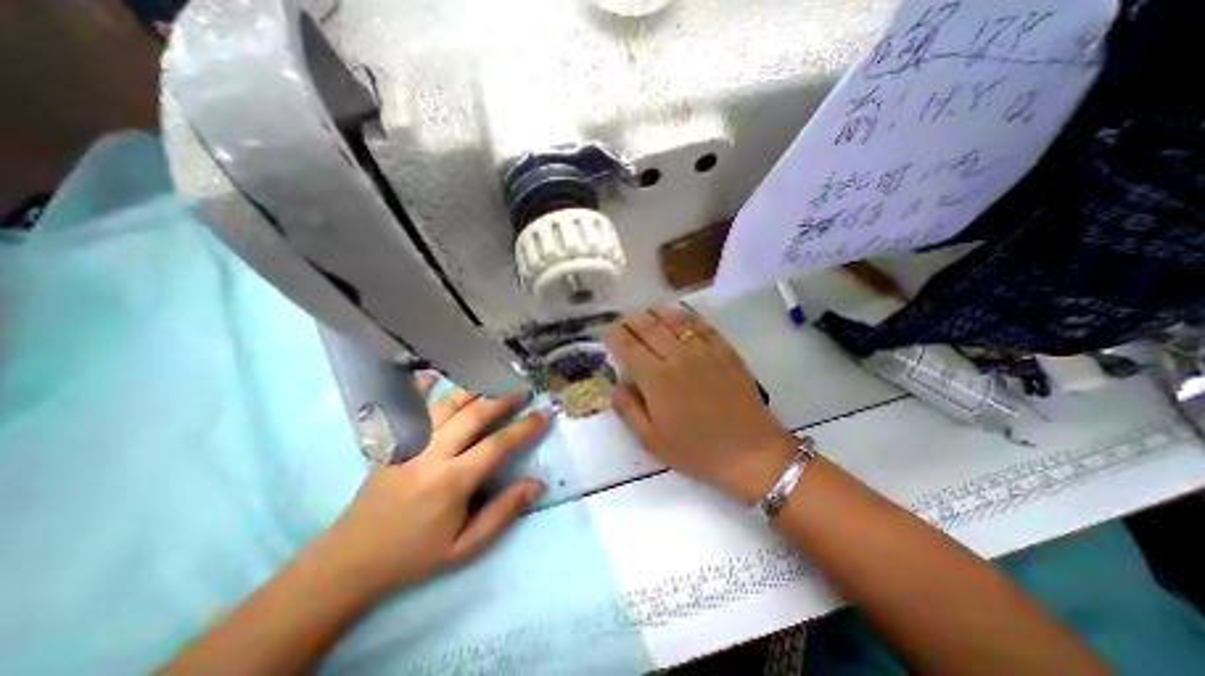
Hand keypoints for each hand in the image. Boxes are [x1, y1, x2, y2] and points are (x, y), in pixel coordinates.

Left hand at [316, 375, 550, 595]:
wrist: (350, 562)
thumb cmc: (415, 555)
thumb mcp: (465, 547)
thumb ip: (502, 513)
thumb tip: (537, 484)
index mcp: (452, 482)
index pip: (498, 445)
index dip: (525, 427)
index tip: (544, 414)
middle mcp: (431, 455)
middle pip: (474, 415)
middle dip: (503, 399)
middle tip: (524, 390)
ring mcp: (409, 444)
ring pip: (447, 404)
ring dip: (475, 389)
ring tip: (495, 380)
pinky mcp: (393, 442)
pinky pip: (408, 407)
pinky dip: (420, 387)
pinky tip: (434, 373)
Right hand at [608, 309, 798, 503]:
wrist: (752, 453)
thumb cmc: (699, 452)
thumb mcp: (654, 442)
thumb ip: (629, 410)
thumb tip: (616, 386)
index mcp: (657, 379)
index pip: (629, 347)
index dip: (615, 337)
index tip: (609, 333)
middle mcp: (678, 357)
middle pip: (648, 328)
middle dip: (631, 321)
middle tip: (624, 321)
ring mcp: (704, 350)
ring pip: (674, 320)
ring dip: (655, 313)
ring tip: (646, 313)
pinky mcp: (725, 350)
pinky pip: (701, 325)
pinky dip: (685, 316)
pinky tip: (678, 316)